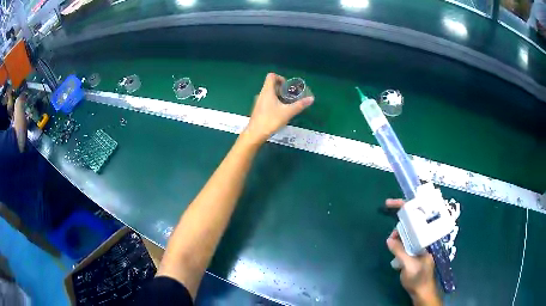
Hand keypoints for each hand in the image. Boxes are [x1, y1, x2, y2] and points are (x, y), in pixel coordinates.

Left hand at [243, 73, 313, 143]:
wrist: (255, 134)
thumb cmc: (271, 120)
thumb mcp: (288, 112)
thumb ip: (300, 105)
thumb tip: (311, 99)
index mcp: (267, 91)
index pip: (271, 76)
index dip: (280, 78)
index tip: (288, 86)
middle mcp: (261, 94)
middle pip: (271, 85)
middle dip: (282, 88)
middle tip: (291, 96)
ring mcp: (258, 102)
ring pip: (269, 94)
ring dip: (278, 96)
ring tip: (287, 104)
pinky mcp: (258, 109)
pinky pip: (267, 101)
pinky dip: (274, 102)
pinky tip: (280, 112)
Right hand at [386, 199, 441, 305]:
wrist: (421, 291)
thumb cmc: (419, 279)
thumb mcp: (409, 266)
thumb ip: (400, 252)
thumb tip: (390, 239)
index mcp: (427, 238)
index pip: (419, 217)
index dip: (406, 208)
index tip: (391, 203)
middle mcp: (425, 237)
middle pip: (412, 222)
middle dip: (399, 225)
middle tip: (391, 237)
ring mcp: (420, 243)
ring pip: (407, 232)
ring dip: (397, 235)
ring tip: (391, 245)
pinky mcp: (415, 249)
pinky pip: (405, 240)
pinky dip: (398, 241)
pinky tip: (394, 247)